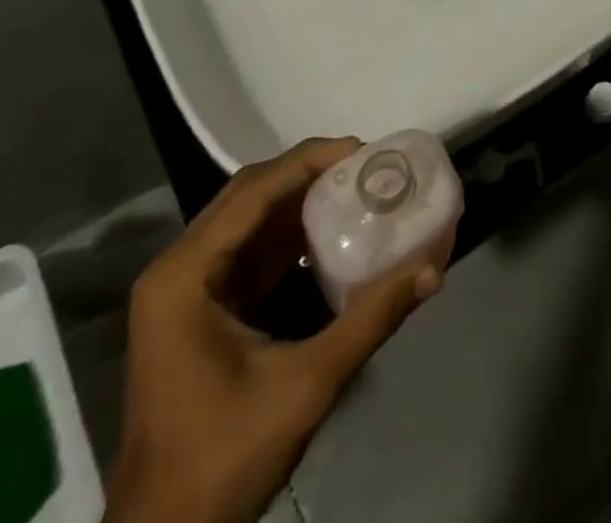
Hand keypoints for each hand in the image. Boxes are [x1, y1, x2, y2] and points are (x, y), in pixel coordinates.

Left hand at [105, 138, 442, 522]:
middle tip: (365, 165)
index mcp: (184, 276)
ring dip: (301, 202)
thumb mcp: (304, 386)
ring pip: (250, 220)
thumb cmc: (222, 459)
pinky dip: (291, 236)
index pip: (253, 191)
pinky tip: (332, 234)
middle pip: (250, 195)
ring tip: (357, 188)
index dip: (309, 162)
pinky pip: (249, 251)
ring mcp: (184, 290)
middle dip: (309, 174)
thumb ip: (370, 320)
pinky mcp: (199, 310)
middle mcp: (178, 269)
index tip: (363, 150)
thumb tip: (433, 269)